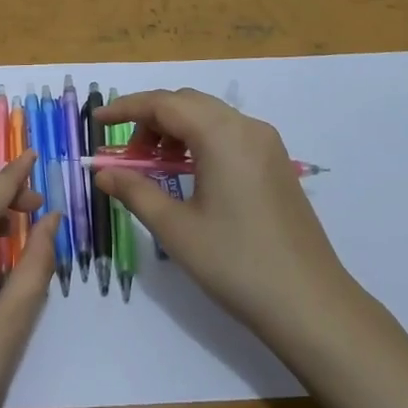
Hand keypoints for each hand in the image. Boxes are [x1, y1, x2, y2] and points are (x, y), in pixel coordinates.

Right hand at [94, 89, 353, 347]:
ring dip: (176, 130)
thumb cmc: (236, 264)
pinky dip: (201, 141)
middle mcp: (247, 126)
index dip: (126, 109)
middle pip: (188, 103)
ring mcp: (267, 143)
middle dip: (151, 120)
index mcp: (221, 134)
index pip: (164, 103)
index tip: (97, 123)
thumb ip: (136, 191)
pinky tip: (188, 174)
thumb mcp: (177, 229)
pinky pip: (229, 134)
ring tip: (154, 167)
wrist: (310, 304)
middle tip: (126, 155)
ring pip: (210, 117)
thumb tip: (102, 172)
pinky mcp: (276, 163)